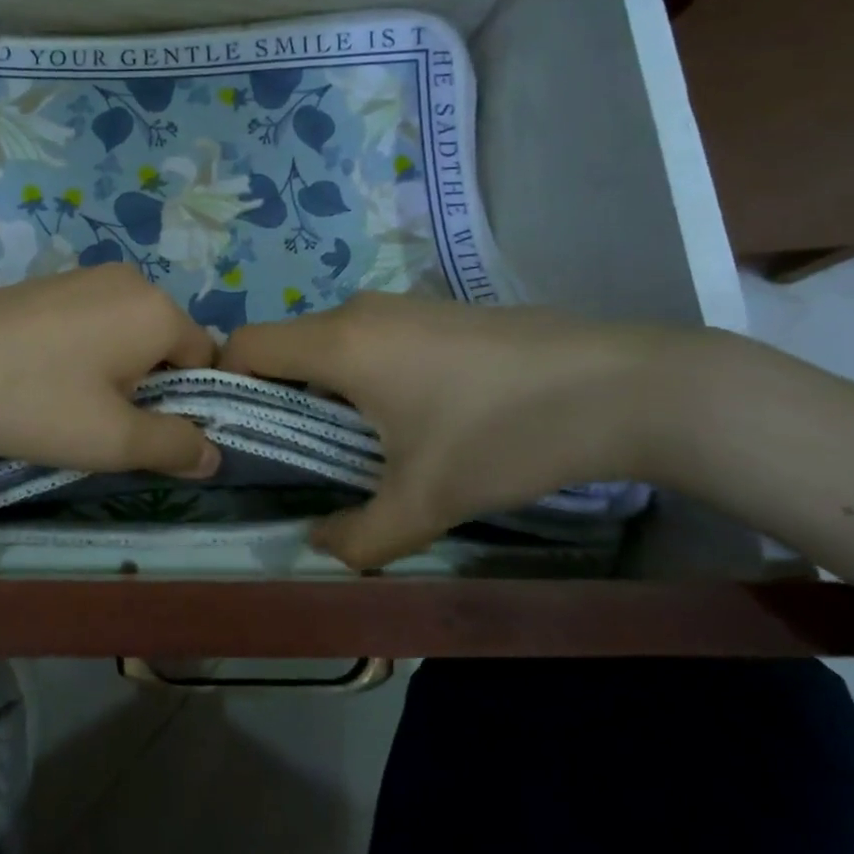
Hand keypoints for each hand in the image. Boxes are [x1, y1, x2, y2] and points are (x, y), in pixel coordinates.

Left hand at [0, 264, 221, 482]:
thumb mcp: (115, 440)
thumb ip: (175, 445)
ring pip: (126, 333)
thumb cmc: (36, 403)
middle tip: (107, 423)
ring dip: (116, 371)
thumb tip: (213, 454)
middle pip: (164, 342)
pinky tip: (44, 378)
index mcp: (156, 308)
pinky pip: (91, 321)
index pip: (205, 358)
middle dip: (149, 385)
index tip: (151, 433)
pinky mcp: (48, 283)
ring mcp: (84, 276)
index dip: (189, 402)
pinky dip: (84, 352)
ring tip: (71, 404)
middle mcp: (129, 278)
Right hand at [219, 294, 684, 568]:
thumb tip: (318, 548)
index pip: (246, 345)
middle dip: (283, 397)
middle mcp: (358, 312)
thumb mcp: (426, 501)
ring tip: (367, 442)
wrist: (623, 386)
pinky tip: (419, 415)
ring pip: (332, 343)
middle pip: (287, 346)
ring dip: (329, 388)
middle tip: (308, 453)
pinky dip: (367, 374)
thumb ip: (359, 536)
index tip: (247, 434)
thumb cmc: (503, 435)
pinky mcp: (437, 311)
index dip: (230, 385)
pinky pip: (372, 339)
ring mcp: (401, 305)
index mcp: (339, 343)